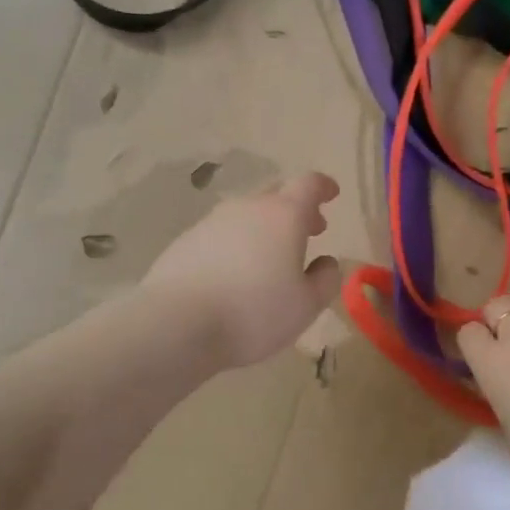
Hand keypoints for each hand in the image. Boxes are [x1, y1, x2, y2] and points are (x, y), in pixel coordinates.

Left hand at [142, 173, 343, 368]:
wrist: (177, 324)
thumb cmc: (254, 313)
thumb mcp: (306, 305)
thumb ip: (325, 280)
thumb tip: (327, 263)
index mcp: (284, 215)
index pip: (308, 184)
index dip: (323, 186)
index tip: (332, 193)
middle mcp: (247, 208)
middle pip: (276, 196)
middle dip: (296, 209)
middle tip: (310, 231)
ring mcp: (211, 222)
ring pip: (246, 215)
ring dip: (265, 228)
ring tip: (272, 257)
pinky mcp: (185, 242)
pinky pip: (221, 235)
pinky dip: (236, 244)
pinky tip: (235, 273)